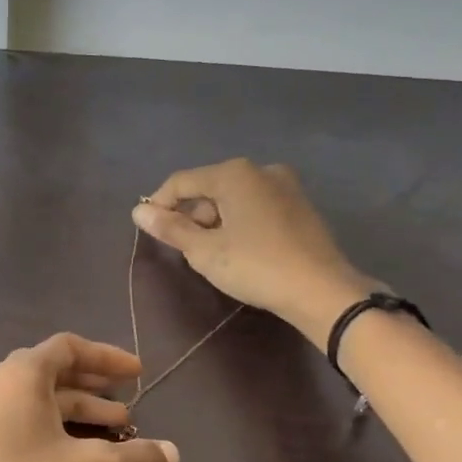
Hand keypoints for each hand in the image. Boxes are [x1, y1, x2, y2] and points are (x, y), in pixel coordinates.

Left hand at [0, 334, 178, 461]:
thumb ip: (140, 456)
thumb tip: (172, 453)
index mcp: (16, 380)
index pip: (65, 348)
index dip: (106, 357)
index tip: (139, 374)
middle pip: (56, 387)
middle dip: (99, 401)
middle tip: (133, 414)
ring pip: (50, 428)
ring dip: (94, 440)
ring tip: (134, 459)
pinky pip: (39, 460)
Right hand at [133, 158, 374, 347]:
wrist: (322, 291)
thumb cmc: (256, 266)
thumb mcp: (205, 251)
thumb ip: (170, 228)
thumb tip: (139, 211)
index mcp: (234, 174)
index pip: (181, 182)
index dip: (159, 204)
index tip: (148, 229)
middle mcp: (260, 170)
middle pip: (209, 188)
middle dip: (191, 215)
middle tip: (185, 249)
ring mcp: (286, 186)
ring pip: (234, 198)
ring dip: (216, 221)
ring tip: (213, 255)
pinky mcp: (300, 207)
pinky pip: (256, 207)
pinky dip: (240, 223)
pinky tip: (241, 251)